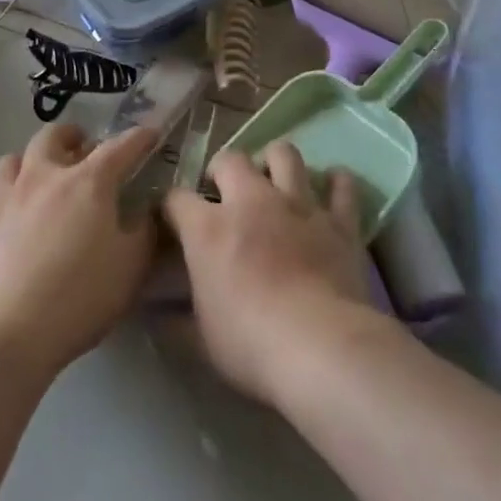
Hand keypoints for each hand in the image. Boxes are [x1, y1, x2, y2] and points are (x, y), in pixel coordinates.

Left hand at [0, 123, 159, 378]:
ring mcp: (10, 198)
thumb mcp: (131, 266)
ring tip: (45, 173)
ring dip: (33, 158)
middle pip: (54, 136)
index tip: (150, 133)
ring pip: (16, 157)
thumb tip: (147, 212)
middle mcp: (46, 176)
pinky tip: (21, 215)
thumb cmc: (81, 294)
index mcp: (89, 181)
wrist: (10, 330)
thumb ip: (144, 232)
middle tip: (86, 147)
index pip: (119, 147)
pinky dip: (13, 194)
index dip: (139, 138)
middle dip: (73, 135)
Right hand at [163, 144, 380, 407]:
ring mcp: (298, 204)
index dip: (171, 205)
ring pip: (285, 154)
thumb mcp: (201, 340)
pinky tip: (332, 187)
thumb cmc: (250, 344)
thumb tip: (159, 316)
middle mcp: (251, 201)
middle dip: (223, 170)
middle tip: (225, 193)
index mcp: (208, 228)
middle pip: (231, 159)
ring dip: (276, 162)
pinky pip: (341, 186)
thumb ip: (178, 320)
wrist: (320, 346)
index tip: (173, 218)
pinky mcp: (337, 220)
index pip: (176, 198)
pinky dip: (337, 184)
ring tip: (274, 180)